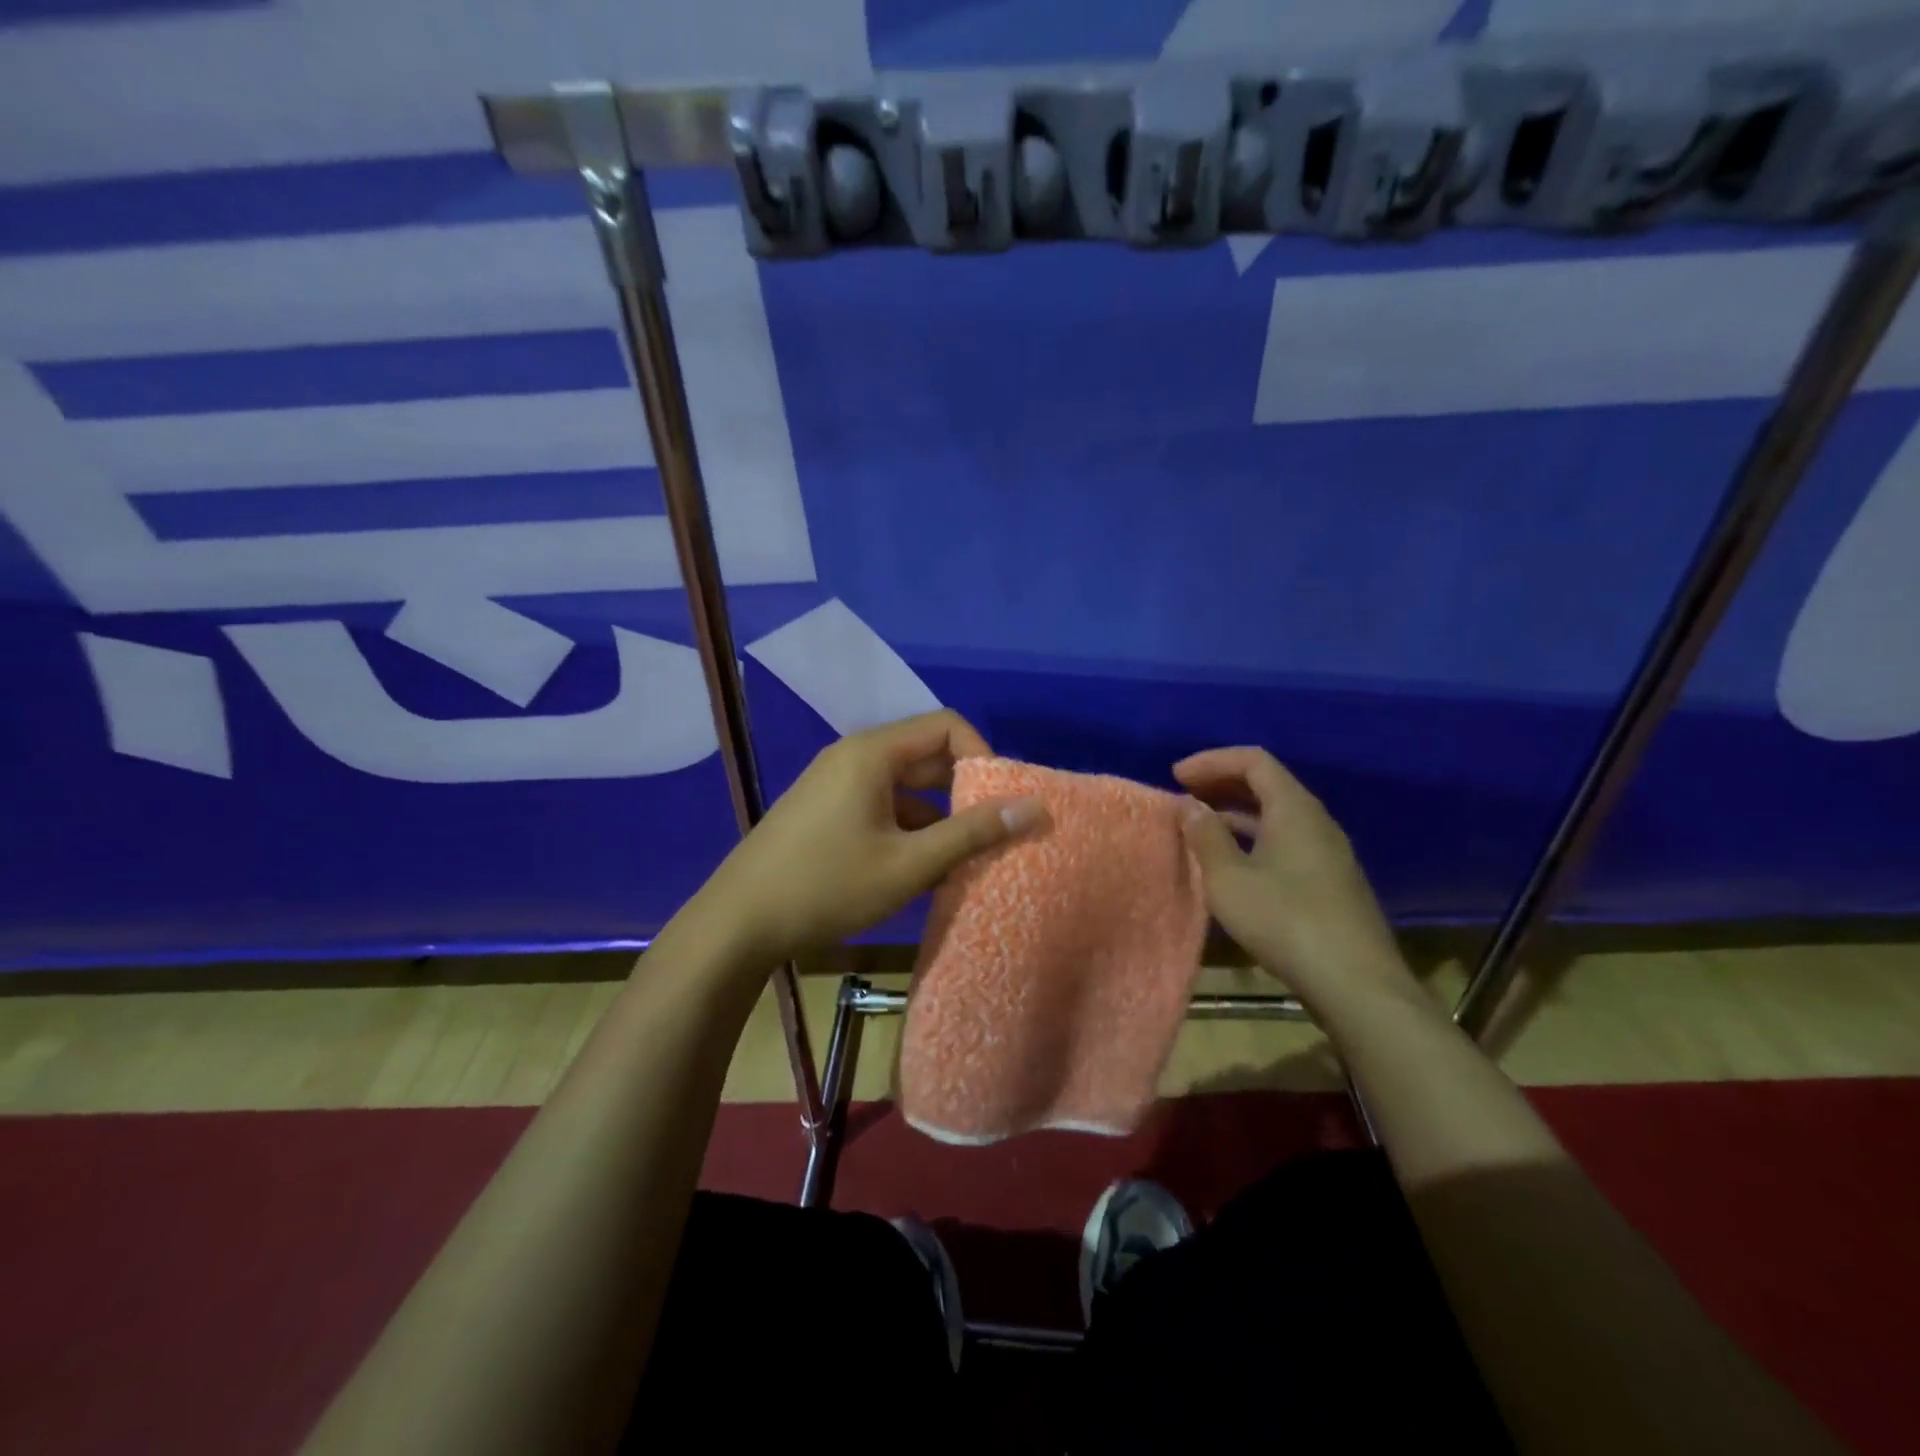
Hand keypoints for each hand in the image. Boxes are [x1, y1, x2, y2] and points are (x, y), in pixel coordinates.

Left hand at [696, 711, 1045, 966]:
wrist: (739, 922)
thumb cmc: (828, 886)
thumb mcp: (909, 863)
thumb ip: (972, 833)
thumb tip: (1034, 807)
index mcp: (873, 753)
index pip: (946, 726)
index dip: (982, 757)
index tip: (998, 803)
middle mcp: (854, 756)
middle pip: (925, 755)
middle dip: (963, 791)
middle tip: (990, 834)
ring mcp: (835, 783)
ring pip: (904, 786)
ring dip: (937, 816)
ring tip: (960, 861)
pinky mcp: (825, 810)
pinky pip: (880, 805)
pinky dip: (907, 828)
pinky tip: (919, 872)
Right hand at [1173, 747, 1410, 1007]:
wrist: (1355, 983)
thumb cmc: (1284, 920)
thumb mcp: (1229, 877)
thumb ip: (1206, 836)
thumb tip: (1190, 805)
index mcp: (1294, 809)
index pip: (1253, 761)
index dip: (1212, 761)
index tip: (1176, 776)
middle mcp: (1316, 822)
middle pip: (1267, 784)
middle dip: (1221, 784)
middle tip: (1184, 796)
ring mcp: (1327, 853)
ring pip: (1276, 816)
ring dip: (1236, 814)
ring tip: (1200, 828)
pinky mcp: (1329, 882)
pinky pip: (1285, 842)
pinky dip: (1252, 838)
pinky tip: (1232, 864)